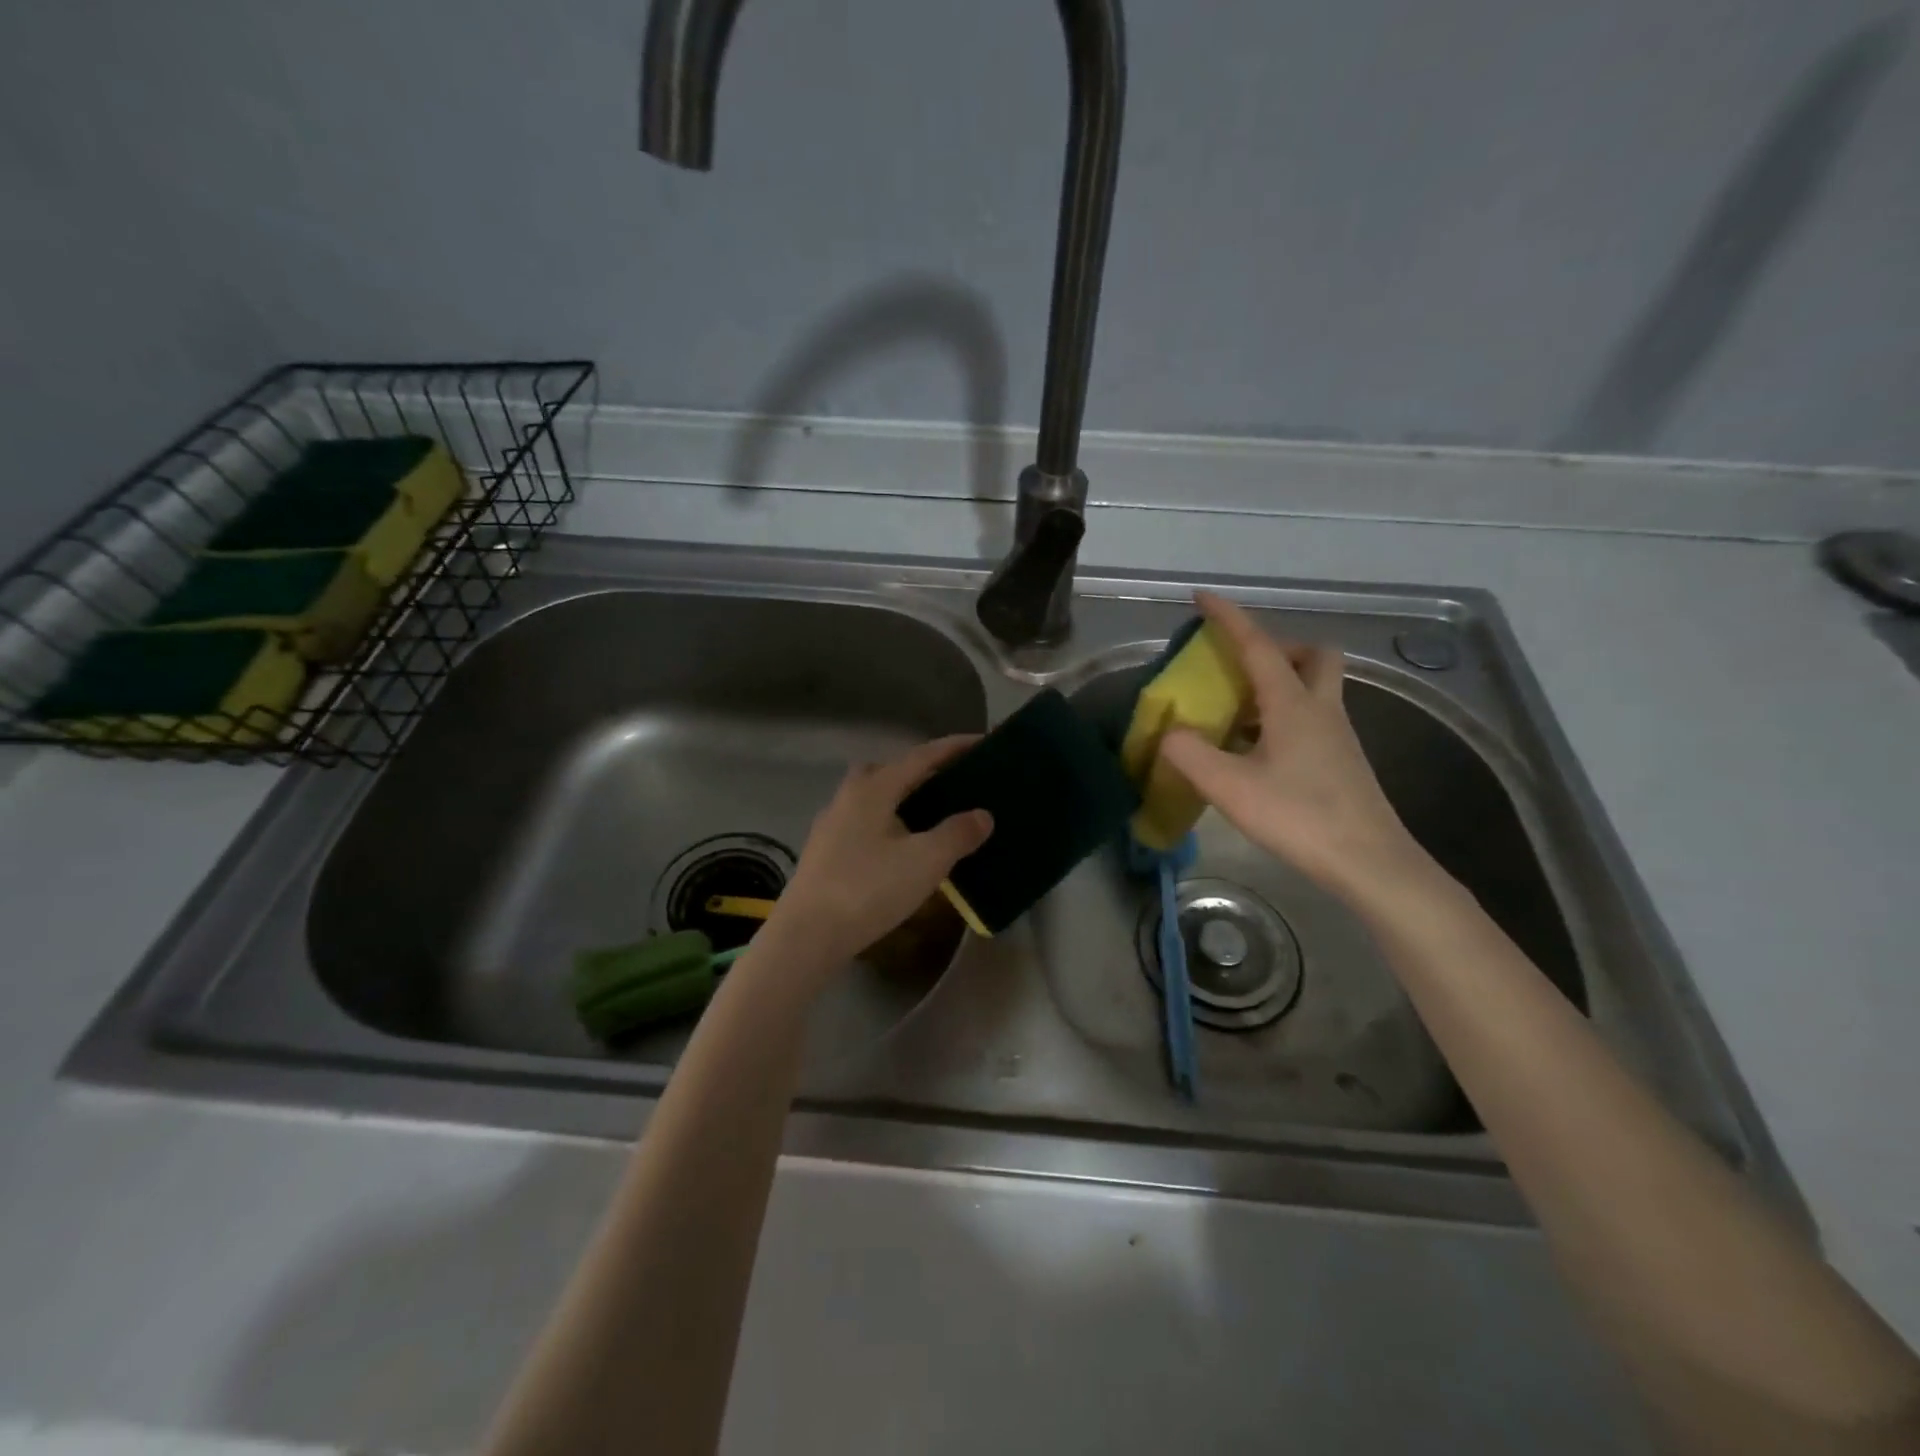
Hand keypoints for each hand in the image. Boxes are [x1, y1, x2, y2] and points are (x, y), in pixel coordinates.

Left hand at [763, 736, 992, 974]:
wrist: (807, 935)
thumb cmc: (869, 889)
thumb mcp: (925, 861)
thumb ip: (957, 834)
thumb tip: (983, 814)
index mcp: (873, 788)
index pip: (921, 756)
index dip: (953, 748)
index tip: (982, 743)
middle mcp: (848, 796)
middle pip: (890, 771)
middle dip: (922, 771)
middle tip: (952, 782)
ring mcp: (831, 824)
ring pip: (873, 798)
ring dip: (902, 799)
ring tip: (932, 817)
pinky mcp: (824, 852)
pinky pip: (864, 822)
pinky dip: (888, 823)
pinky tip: (900, 848)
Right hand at [1160, 591, 1435, 905]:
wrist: (1370, 862)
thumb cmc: (1300, 817)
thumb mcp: (1231, 787)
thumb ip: (1190, 754)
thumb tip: (1170, 732)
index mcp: (1292, 704)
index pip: (1257, 646)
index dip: (1228, 618)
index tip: (1202, 597)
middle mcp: (1320, 709)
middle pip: (1311, 655)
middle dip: (1276, 648)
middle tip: (1241, 667)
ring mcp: (1337, 735)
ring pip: (1314, 687)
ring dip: (1279, 683)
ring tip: (1237, 711)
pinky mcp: (1341, 761)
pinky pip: (1311, 718)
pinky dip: (1283, 717)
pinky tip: (1257, 750)